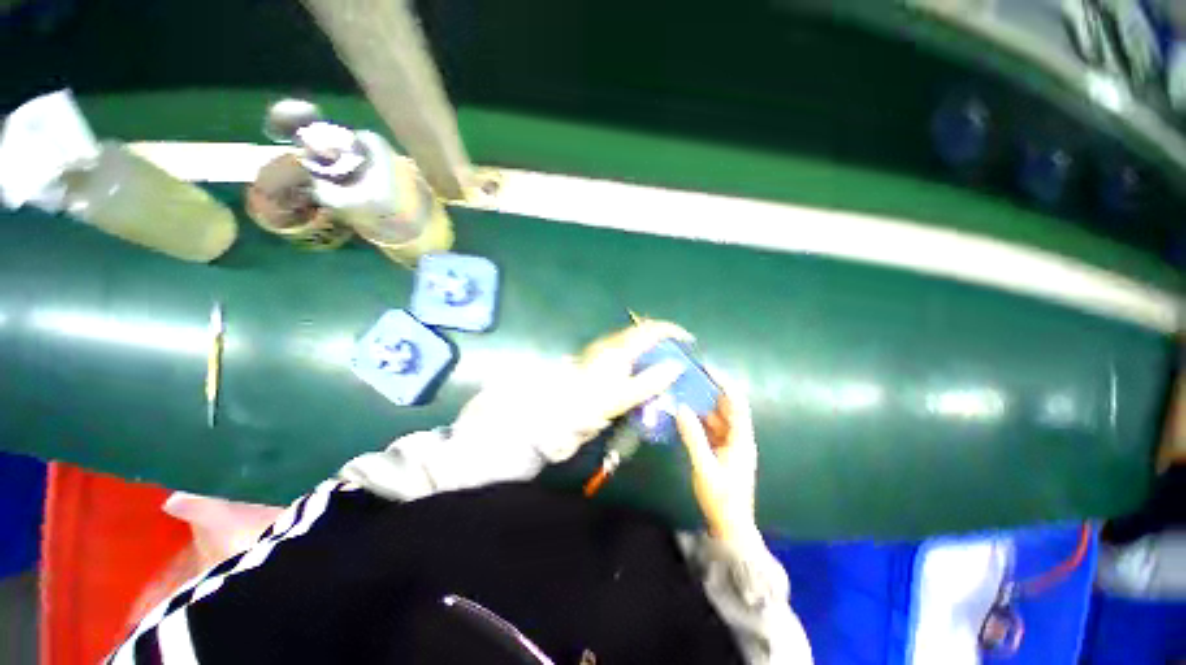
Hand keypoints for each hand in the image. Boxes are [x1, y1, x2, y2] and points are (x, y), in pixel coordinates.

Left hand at [451, 320, 691, 465]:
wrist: (556, 410)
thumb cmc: (591, 403)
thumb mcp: (625, 396)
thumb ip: (652, 380)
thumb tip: (676, 366)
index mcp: (619, 348)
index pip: (651, 329)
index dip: (672, 331)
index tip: (688, 340)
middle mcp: (610, 342)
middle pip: (641, 332)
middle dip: (661, 338)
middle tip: (677, 353)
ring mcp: (601, 348)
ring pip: (632, 340)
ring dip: (649, 346)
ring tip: (662, 362)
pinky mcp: (596, 356)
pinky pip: (623, 348)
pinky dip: (638, 354)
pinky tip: (641, 369)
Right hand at [676, 377, 760, 547]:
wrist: (730, 527)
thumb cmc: (721, 498)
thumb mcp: (704, 466)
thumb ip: (692, 437)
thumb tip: (681, 408)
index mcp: (740, 439)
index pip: (736, 403)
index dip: (724, 384)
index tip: (707, 369)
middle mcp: (738, 437)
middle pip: (726, 407)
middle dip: (710, 391)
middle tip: (689, 377)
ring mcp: (730, 444)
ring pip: (717, 417)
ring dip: (702, 405)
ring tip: (683, 392)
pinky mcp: (721, 451)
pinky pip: (710, 429)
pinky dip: (699, 420)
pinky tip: (684, 415)